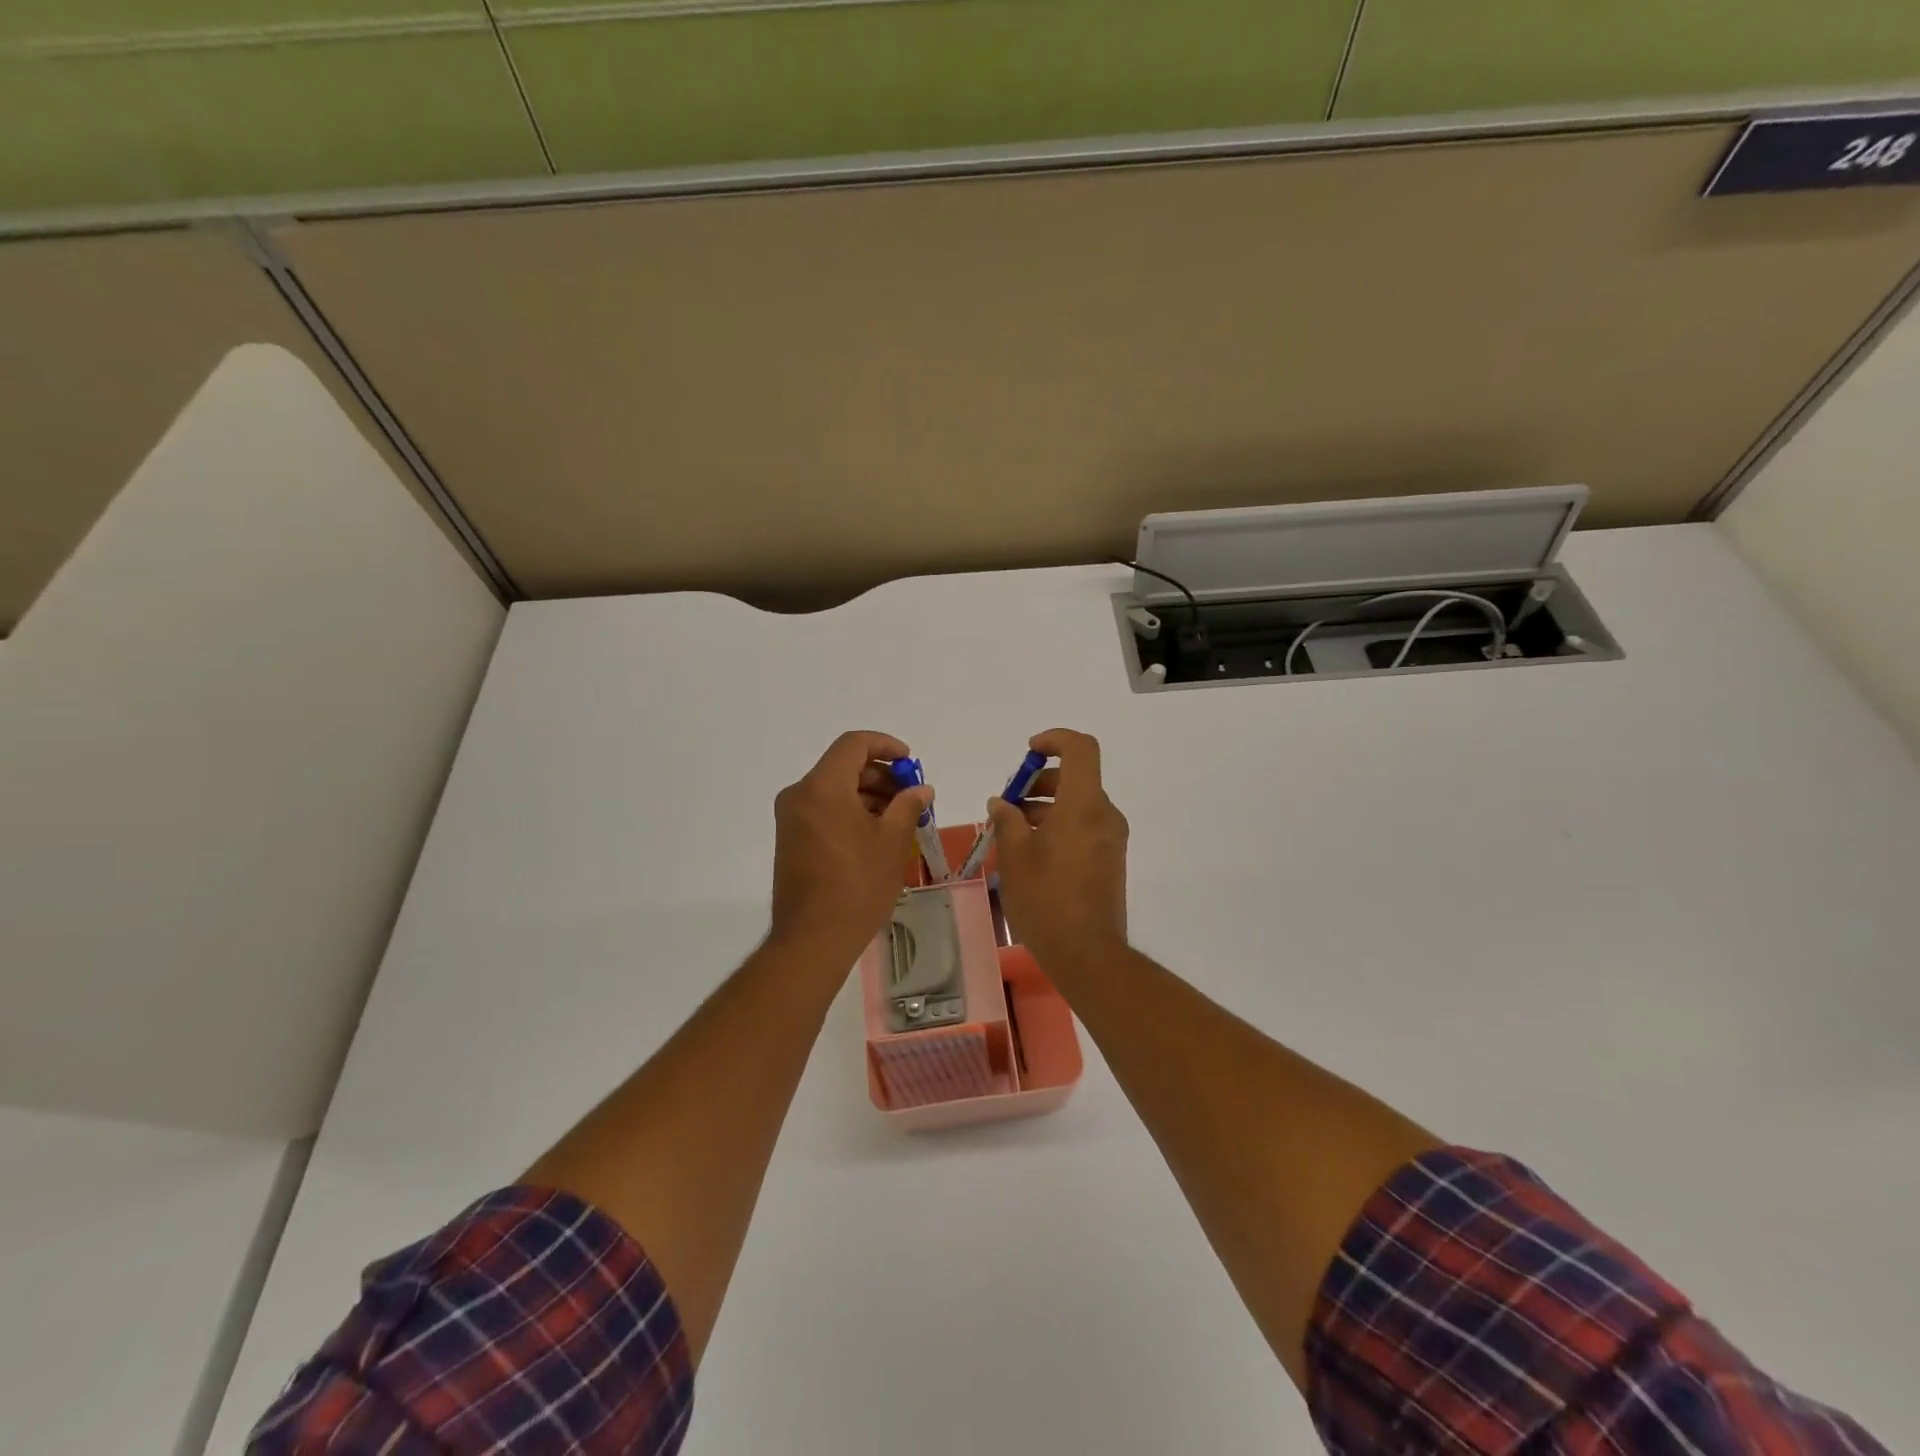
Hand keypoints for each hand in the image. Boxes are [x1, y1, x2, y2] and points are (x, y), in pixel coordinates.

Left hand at [769, 731, 929, 963]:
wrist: (813, 939)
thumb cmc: (857, 886)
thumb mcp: (891, 842)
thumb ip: (907, 806)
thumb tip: (921, 789)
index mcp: (822, 788)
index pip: (854, 744)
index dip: (885, 745)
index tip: (910, 763)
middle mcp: (800, 795)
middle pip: (843, 766)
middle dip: (881, 775)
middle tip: (911, 795)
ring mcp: (792, 818)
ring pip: (834, 789)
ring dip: (868, 794)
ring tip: (900, 817)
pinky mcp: (791, 839)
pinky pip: (824, 809)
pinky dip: (851, 811)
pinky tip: (877, 833)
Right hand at [986, 728, 1128, 962]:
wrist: (1087, 953)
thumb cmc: (1046, 899)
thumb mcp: (1015, 856)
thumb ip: (1007, 820)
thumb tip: (1002, 803)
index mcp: (1083, 805)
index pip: (1080, 749)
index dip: (1054, 740)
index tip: (1028, 753)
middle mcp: (1104, 814)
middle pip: (1076, 777)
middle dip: (1039, 781)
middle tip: (1008, 804)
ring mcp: (1111, 837)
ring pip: (1078, 803)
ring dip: (1046, 806)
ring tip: (1011, 830)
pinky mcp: (1110, 858)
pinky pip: (1084, 825)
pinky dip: (1059, 825)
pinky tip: (1031, 851)